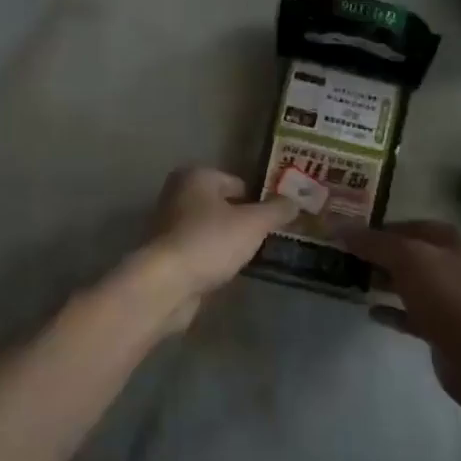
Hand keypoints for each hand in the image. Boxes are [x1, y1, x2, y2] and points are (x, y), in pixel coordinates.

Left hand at [144, 167, 296, 330]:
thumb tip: (294, 201)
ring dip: (228, 241)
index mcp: (196, 176)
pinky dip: (213, 259)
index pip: (238, 183)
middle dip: (243, 221)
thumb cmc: (210, 241)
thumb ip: (276, 210)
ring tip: (251, 257)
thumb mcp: (254, 223)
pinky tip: (228, 271)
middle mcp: (178, 194)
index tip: (276, 220)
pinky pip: (200, 251)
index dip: (259, 200)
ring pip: (211, 229)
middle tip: (267, 238)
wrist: (166, 284)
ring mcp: (168, 226)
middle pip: (223, 205)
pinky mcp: (166, 255)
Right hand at [332, 220, 460, 416]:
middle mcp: (456, 266)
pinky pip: (414, 315)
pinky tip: (371, 312)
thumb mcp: (408, 260)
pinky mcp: (446, 331)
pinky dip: (393, 312)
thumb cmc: (451, 297)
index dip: (381, 228)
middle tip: (344, 258)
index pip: (412, 226)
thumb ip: (374, 243)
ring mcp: (453, 300)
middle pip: (412, 255)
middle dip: (380, 255)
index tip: (349, 234)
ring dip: (385, 282)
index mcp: (454, 241)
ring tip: (352, 281)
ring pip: (412, 285)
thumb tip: (338, 225)